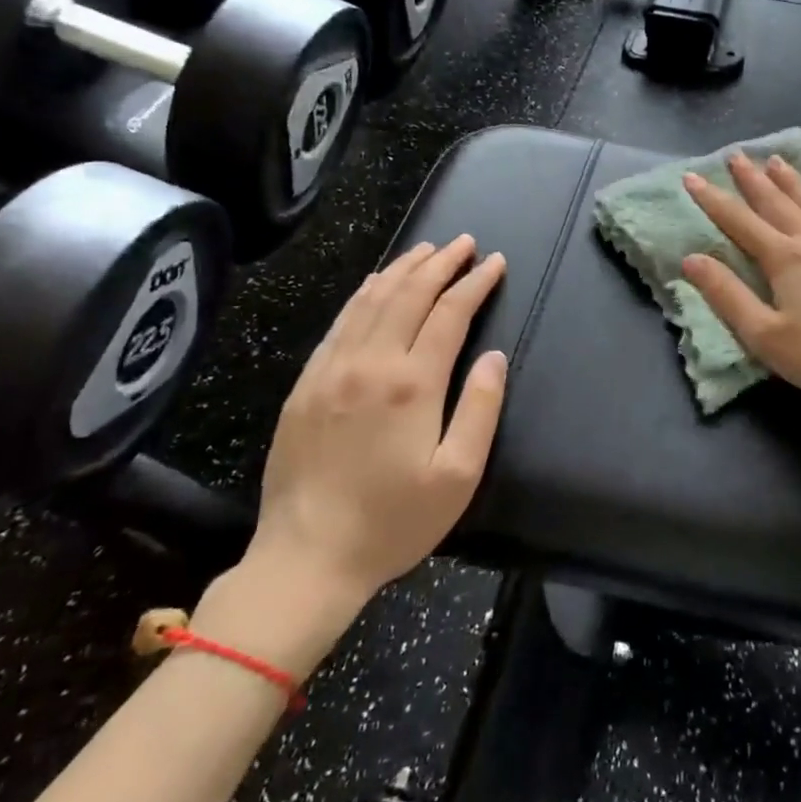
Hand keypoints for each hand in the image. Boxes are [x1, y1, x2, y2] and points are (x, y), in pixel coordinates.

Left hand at [202, 236, 507, 674]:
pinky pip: (340, 322)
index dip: (475, 282)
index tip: (495, 262)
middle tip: (465, 244)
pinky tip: (376, 284)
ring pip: (371, 299)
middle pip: (409, 294)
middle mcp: (370, 363)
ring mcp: (331, 369)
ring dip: (403, 269)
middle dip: (441, 263)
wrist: (305, 558)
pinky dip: (365, 293)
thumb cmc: (392, 522)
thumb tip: (494, 357)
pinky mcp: (306, 383)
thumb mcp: (457, 476)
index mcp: (411, 384)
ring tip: (427, 250)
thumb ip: (480, 409)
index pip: (450, 313)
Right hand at [681, 153, 800, 420]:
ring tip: (774, 160)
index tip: (692, 177)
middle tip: (736, 156)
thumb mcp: (765, 336)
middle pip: (776, 201)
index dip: (713, 199)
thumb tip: (692, 259)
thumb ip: (727, 295)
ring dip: (790, 179)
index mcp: (784, 258)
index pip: (739, 221)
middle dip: (752, 179)